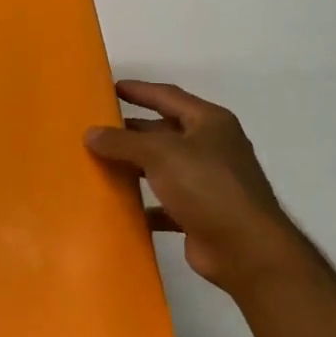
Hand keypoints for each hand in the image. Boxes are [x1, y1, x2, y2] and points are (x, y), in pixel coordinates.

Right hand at [85, 81, 306, 293]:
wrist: (245, 248)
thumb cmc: (207, 187)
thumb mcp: (161, 155)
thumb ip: (123, 142)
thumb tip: (90, 133)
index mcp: (209, 123)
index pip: (168, 96)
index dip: (139, 90)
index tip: (109, 88)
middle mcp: (211, 148)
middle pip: (164, 132)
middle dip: (131, 131)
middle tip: (95, 130)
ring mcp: (207, 182)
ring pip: (162, 168)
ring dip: (133, 167)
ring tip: (97, 165)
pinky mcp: (199, 214)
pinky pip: (163, 203)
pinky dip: (142, 204)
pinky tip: (116, 207)